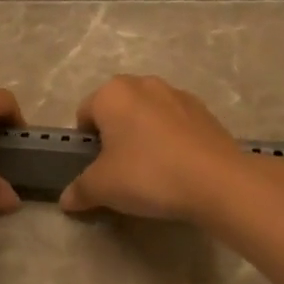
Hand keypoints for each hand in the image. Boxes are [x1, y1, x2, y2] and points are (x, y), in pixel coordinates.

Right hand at [59, 76, 252, 221]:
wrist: (216, 181)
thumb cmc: (148, 175)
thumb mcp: (102, 188)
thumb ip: (79, 190)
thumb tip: (66, 199)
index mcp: (112, 93)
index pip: (84, 114)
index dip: (85, 144)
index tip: (96, 170)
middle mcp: (143, 84)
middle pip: (117, 110)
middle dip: (115, 136)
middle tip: (121, 171)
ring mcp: (178, 94)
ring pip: (148, 115)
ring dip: (144, 136)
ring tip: (153, 171)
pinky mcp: (204, 111)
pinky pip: (176, 124)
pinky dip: (171, 140)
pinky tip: (179, 168)